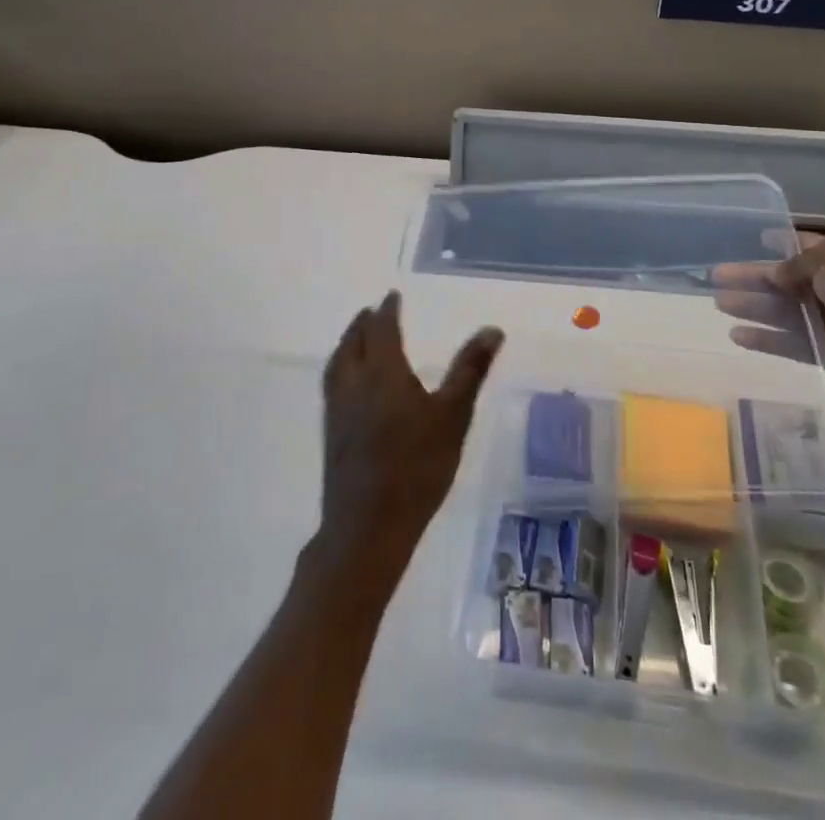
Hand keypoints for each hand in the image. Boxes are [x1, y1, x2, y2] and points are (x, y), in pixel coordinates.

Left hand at [317, 291, 502, 589]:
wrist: (368, 527)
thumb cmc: (417, 467)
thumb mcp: (453, 416)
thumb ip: (470, 370)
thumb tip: (492, 329)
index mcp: (382, 372)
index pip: (381, 329)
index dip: (387, 310)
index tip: (392, 296)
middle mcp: (354, 383)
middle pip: (353, 342)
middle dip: (363, 323)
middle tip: (372, 312)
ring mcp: (337, 411)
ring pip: (338, 364)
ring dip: (348, 344)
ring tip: (357, 338)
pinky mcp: (331, 435)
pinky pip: (333, 385)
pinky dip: (341, 368)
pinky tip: (351, 385)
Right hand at [715, 231, 824, 387]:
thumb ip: (795, 265)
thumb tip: (772, 273)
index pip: (803, 245)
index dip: (779, 242)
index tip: (754, 239)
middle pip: (783, 280)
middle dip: (751, 277)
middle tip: (716, 275)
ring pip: (780, 310)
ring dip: (751, 305)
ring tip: (718, 301)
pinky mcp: (822, 349)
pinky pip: (787, 342)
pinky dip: (764, 339)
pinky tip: (736, 335)